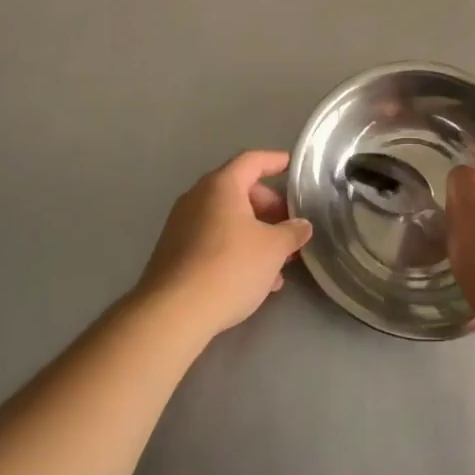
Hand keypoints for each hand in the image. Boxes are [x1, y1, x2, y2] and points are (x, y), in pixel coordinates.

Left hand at [137, 150, 312, 343]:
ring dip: (254, 234)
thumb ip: (292, 232)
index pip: (252, 160)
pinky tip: (254, 280)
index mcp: (221, 185)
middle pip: (239, 191)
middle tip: (289, 226)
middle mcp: (198, 197)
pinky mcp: (174, 253)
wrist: (172, 313)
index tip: (293, 166)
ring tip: (278, 261)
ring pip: (227, 219)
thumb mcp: (273, 249)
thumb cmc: (229, 267)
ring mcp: (182, 225)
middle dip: (268, 207)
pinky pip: (212, 240)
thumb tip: (302, 226)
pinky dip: (235, 249)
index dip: (275, 161)